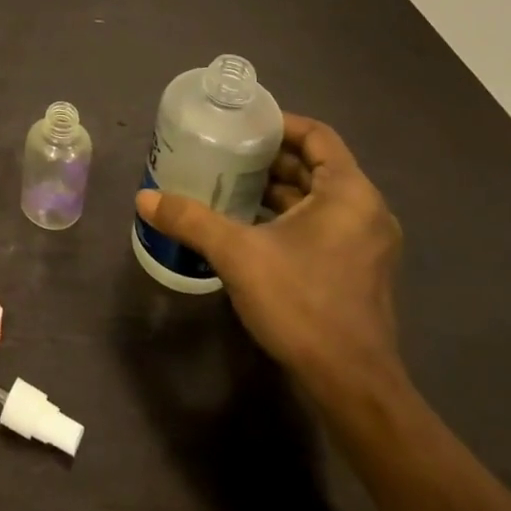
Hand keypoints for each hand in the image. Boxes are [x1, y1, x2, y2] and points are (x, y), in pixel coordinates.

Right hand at [135, 113, 403, 398]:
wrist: (352, 387)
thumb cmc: (302, 304)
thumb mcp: (237, 254)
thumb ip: (190, 220)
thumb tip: (144, 198)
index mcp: (349, 193)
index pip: (318, 135)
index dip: (279, 123)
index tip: (240, 125)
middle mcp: (366, 211)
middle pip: (315, 165)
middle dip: (269, 158)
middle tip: (223, 153)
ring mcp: (365, 244)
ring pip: (317, 198)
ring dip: (276, 188)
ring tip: (227, 184)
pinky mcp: (357, 270)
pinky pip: (321, 224)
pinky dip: (287, 216)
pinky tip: (248, 225)